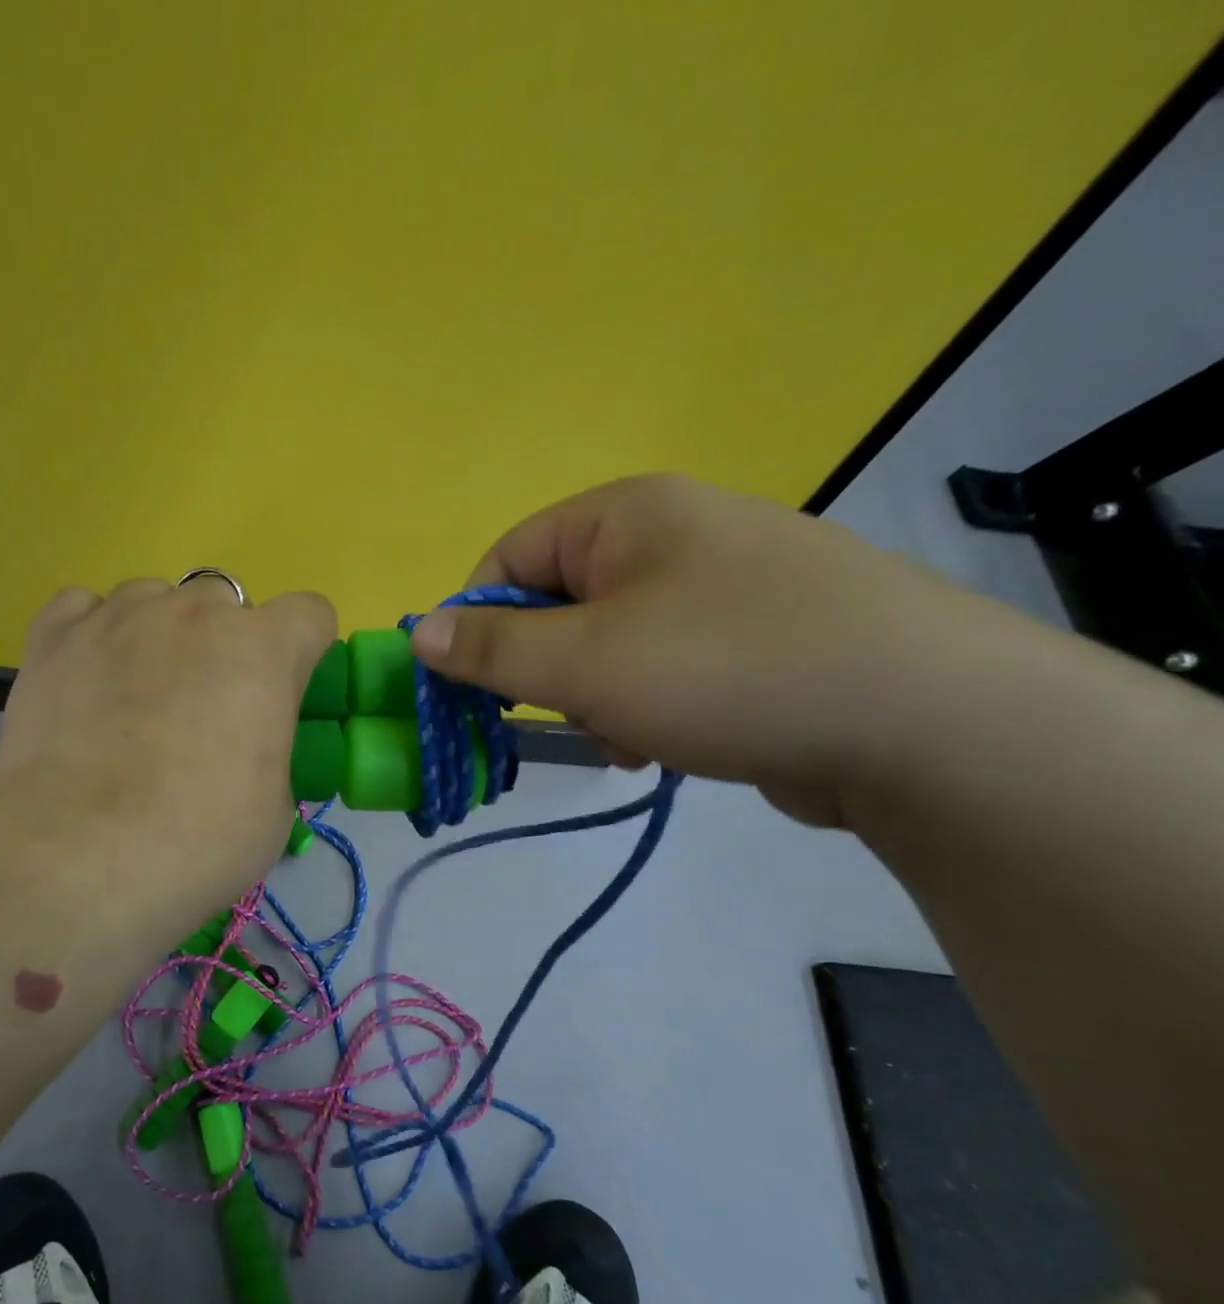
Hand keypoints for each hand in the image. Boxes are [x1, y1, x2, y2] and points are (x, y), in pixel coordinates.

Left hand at [0, 577, 336, 952]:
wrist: (81, 854)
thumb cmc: (197, 840)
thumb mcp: (274, 808)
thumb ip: (270, 750)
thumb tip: (245, 748)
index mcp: (263, 650)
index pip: (309, 614)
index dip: (302, 652)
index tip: (283, 693)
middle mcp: (194, 612)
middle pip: (225, 603)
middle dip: (224, 644)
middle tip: (204, 707)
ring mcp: (120, 616)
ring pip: (154, 598)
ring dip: (159, 634)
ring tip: (135, 695)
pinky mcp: (56, 635)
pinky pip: (85, 606)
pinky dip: (94, 632)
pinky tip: (87, 677)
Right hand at [408, 474, 1036, 826]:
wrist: (929, 722)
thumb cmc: (726, 670)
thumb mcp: (585, 661)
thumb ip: (492, 649)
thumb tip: (418, 631)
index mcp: (628, 515)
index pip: (509, 557)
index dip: (477, 621)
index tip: (471, 686)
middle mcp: (675, 535)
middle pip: (560, 603)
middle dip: (548, 671)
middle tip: (563, 715)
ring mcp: (723, 587)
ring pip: (610, 644)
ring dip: (598, 697)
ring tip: (630, 736)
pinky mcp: (758, 639)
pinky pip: (664, 667)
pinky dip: (647, 707)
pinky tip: (670, 744)